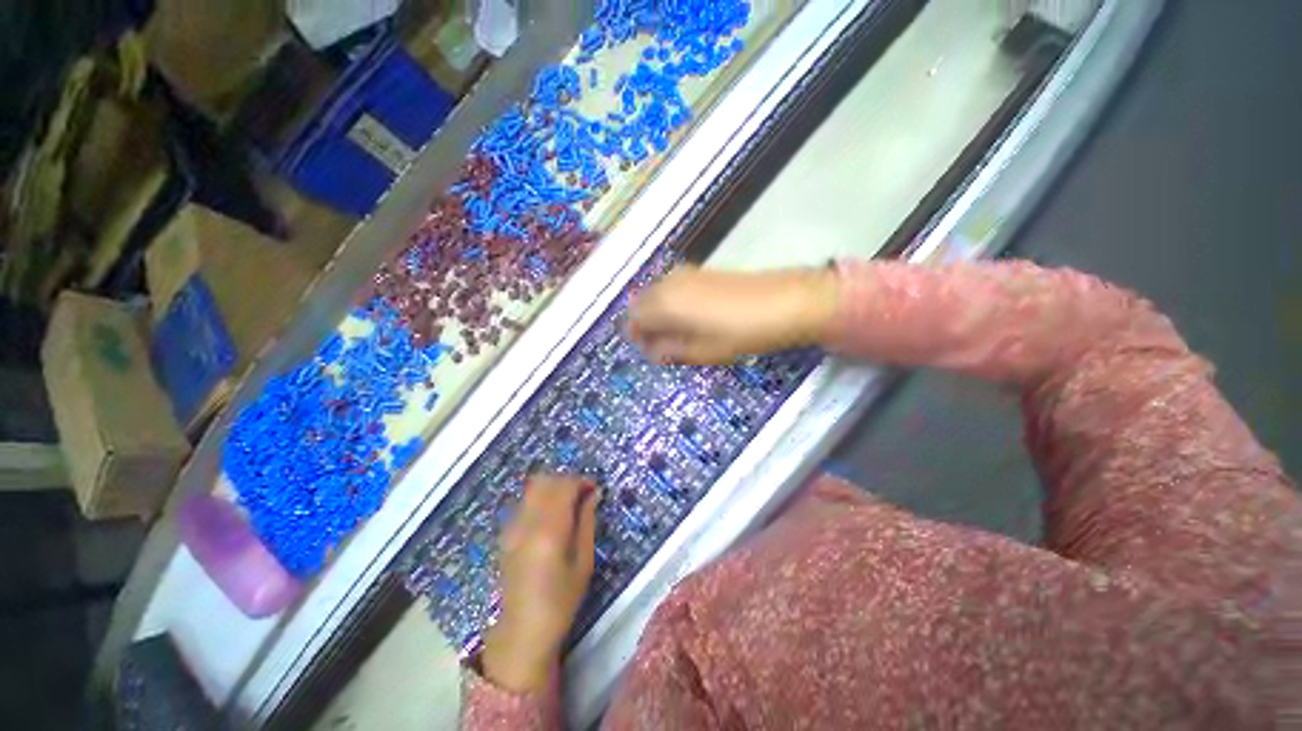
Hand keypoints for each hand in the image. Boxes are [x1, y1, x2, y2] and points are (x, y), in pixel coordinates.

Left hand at [481, 475, 597, 692]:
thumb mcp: (583, 562)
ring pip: (532, 488)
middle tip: (582, 494)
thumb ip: (587, 521)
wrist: (522, 631)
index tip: (594, 488)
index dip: (581, 481)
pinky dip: (540, 498)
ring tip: (568, 503)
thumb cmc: (561, 600)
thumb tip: (593, 493)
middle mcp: (526, 522)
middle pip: (545, 480)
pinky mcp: (505, 533)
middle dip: (566, 480)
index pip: (563, 486)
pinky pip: (525, 501)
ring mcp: (511, 527)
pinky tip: (551, 516)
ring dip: (552, 487)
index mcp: (549, 531)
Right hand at [628, 265, 839, 364]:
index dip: (638, 338)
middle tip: (666, 345)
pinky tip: (694, 318)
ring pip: (656, 294)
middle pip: (641, 303)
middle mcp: (668, 283)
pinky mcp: (700, 270)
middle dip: (646, 325)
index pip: (633, 319)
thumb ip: (670, 350)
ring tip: (681, 334)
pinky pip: (673, 288)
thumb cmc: (740, 333)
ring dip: (659, 314)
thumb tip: (653, 349)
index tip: (653, 352)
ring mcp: (685, 273)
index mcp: (663, 304)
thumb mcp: (701, 351)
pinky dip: (673, 304)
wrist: (783, 302)